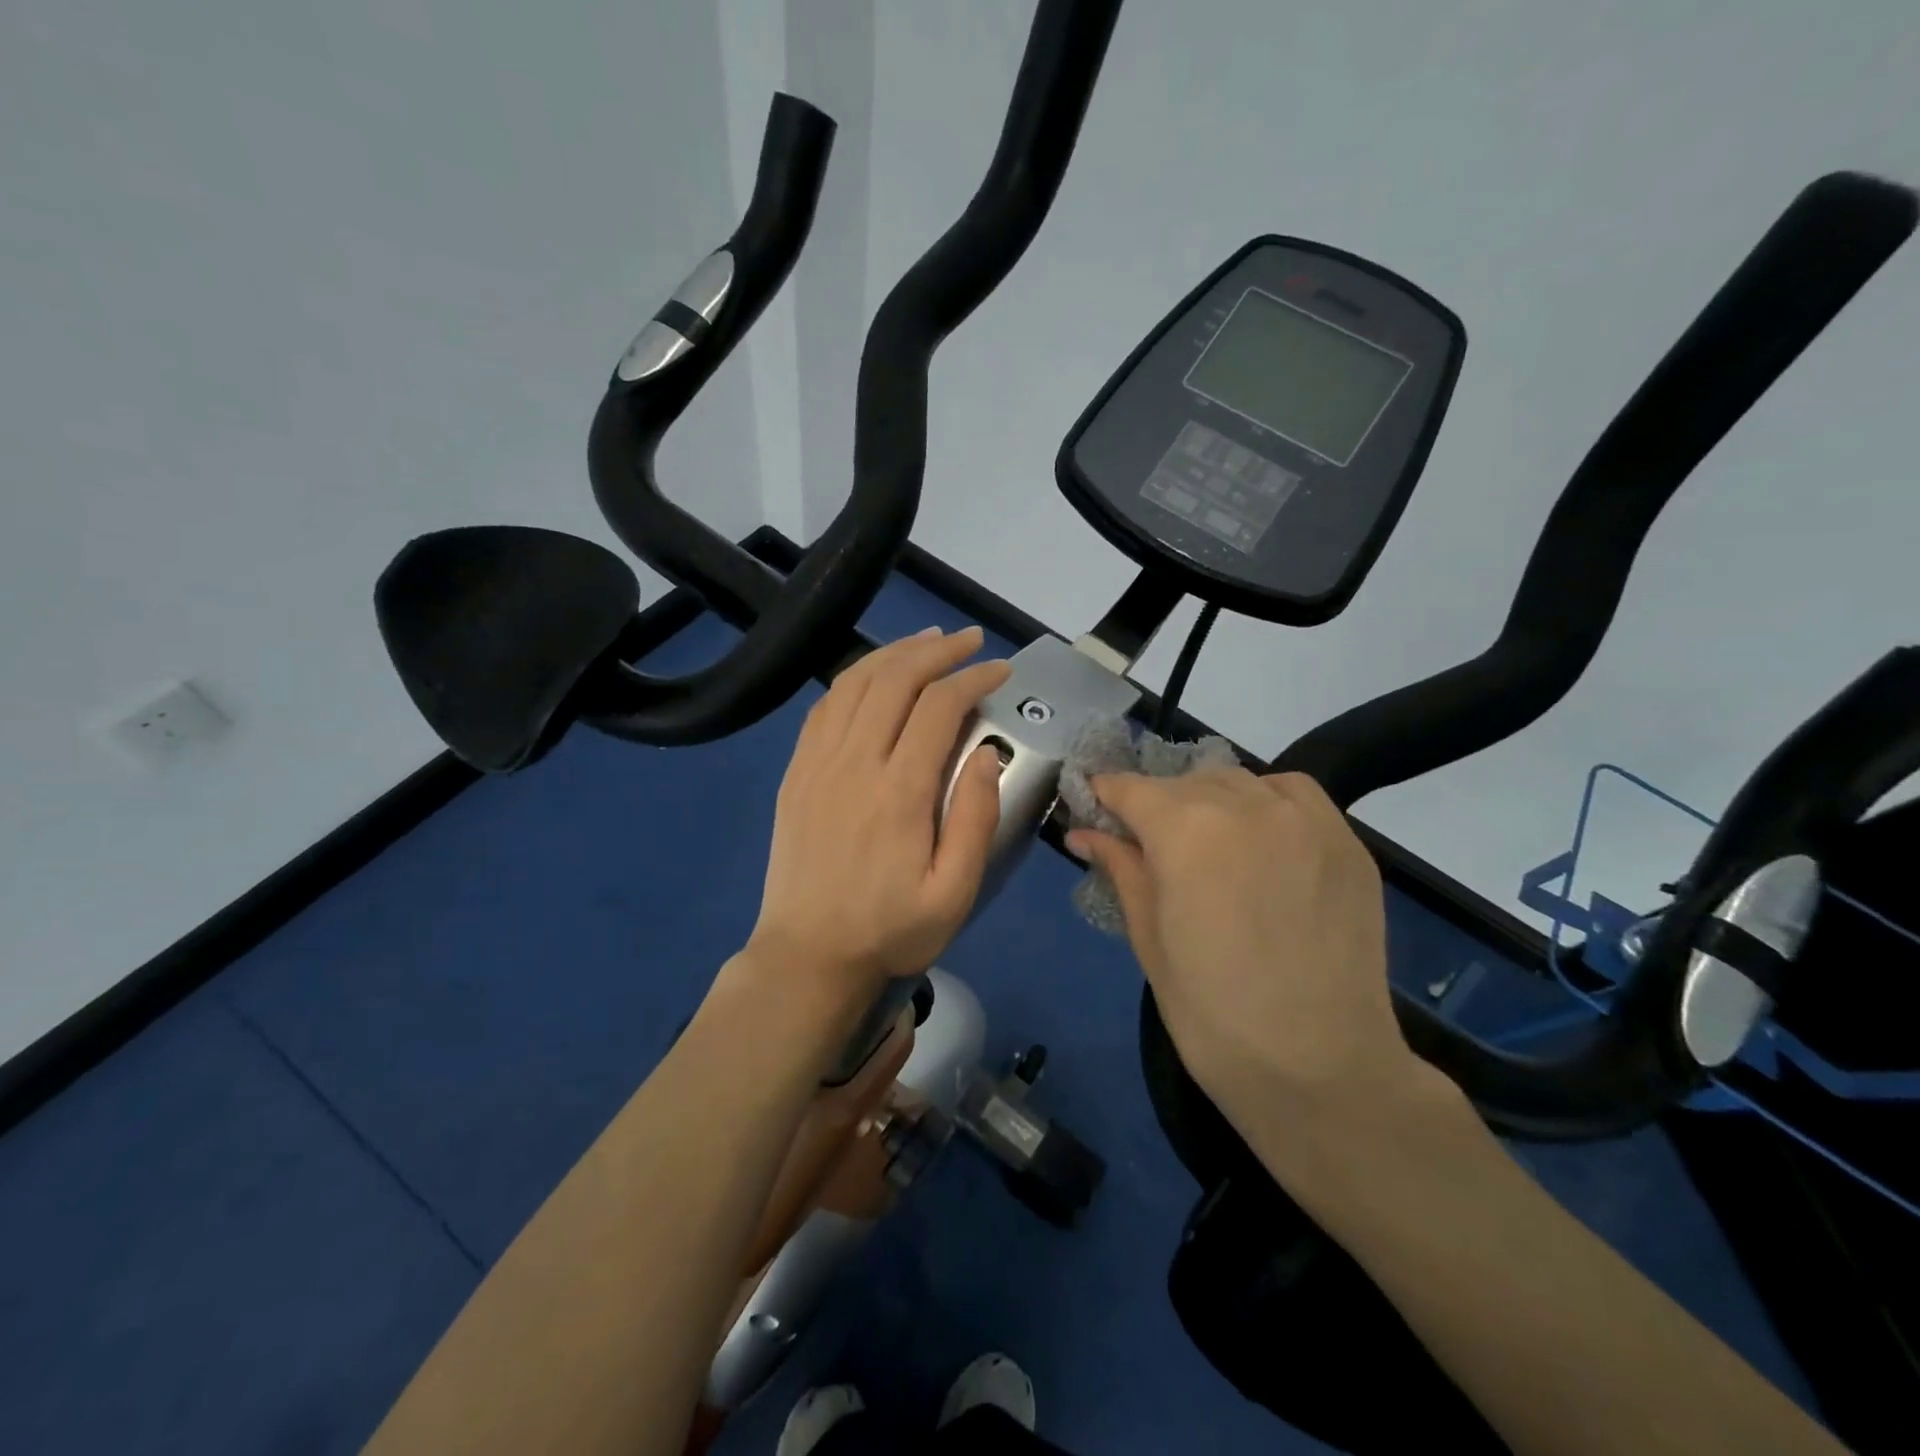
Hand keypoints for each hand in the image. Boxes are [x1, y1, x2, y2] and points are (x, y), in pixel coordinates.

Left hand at [747, 626, 1009, 1003]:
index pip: (938, 708)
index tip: (999, 671)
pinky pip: (824, 706)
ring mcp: (816, 764)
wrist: (807, 957)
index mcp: (898, 792)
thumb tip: (984, 753)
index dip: (973, 679)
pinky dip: (854, 678)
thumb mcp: (953, 893)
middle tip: (969, 642)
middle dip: (937, 651)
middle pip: (894, 680)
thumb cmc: (889, 930)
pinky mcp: (796, 773)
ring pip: (854, 683)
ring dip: (894, 653)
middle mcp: (853, 763)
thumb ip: (975, 819)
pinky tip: (874, 677)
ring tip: (927, 642)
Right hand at [1067, 768, 1420, 1128]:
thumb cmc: (1212, 1014)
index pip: (1130, 789)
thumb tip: (1084, 832)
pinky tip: (1260, 839)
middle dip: (1156, 806)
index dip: (1105, 796)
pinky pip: (1291, 794)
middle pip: (1183, 782)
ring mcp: (1303, 819)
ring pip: (1237, 782)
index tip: (1093, 808)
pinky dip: (1264, 802)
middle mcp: (1245, 805)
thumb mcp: (1148, 939)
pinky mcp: (1345, 840)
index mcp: (1185, 830)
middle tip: (1149, 847)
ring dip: (1209, 801)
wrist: (1319, 1068)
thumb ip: (1120, 869)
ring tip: (1207, 845)